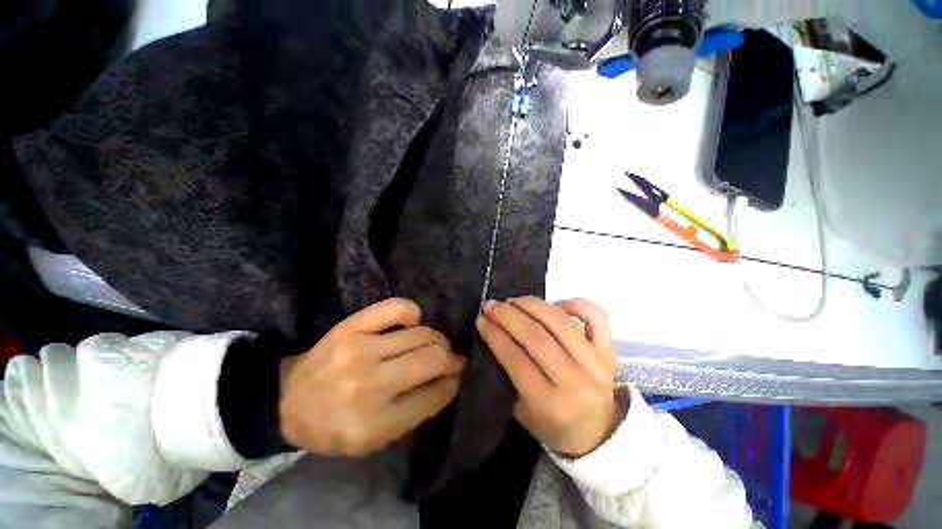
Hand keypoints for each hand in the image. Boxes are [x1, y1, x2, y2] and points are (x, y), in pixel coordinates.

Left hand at [279, 298, 464, 456]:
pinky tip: (412, 322)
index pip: (436, 393)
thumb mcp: (376, 439)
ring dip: (435, 338)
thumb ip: (418, 411)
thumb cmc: (335, 427)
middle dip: (450, 358)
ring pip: (422, 333)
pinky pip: (397, 308)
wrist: (285, 403)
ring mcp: (360, 350)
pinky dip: (413, 313)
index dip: (452, 381)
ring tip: (431, 343)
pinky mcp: (351, 326)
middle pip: (434, 358)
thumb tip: (450, 377)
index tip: (455, 375)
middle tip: (447, 358)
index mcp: (377, 424)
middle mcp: (371, 384)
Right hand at [476, 297, 622, 457]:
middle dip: (509, 316)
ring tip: (514, 300)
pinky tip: (557, 304)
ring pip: (560, 322)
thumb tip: (493, 333)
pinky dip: (576, 303)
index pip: (517, 360)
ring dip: (532, 305)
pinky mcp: (609, 351)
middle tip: (492, 305)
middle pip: (537, 337)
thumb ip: (507, 375)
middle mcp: (576, 382)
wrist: (599, 434)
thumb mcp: (522, 413)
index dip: (495, 335)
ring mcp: (597, 363)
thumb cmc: (553, 426)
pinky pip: (596, 317)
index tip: (481, 320)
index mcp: (551, 405)